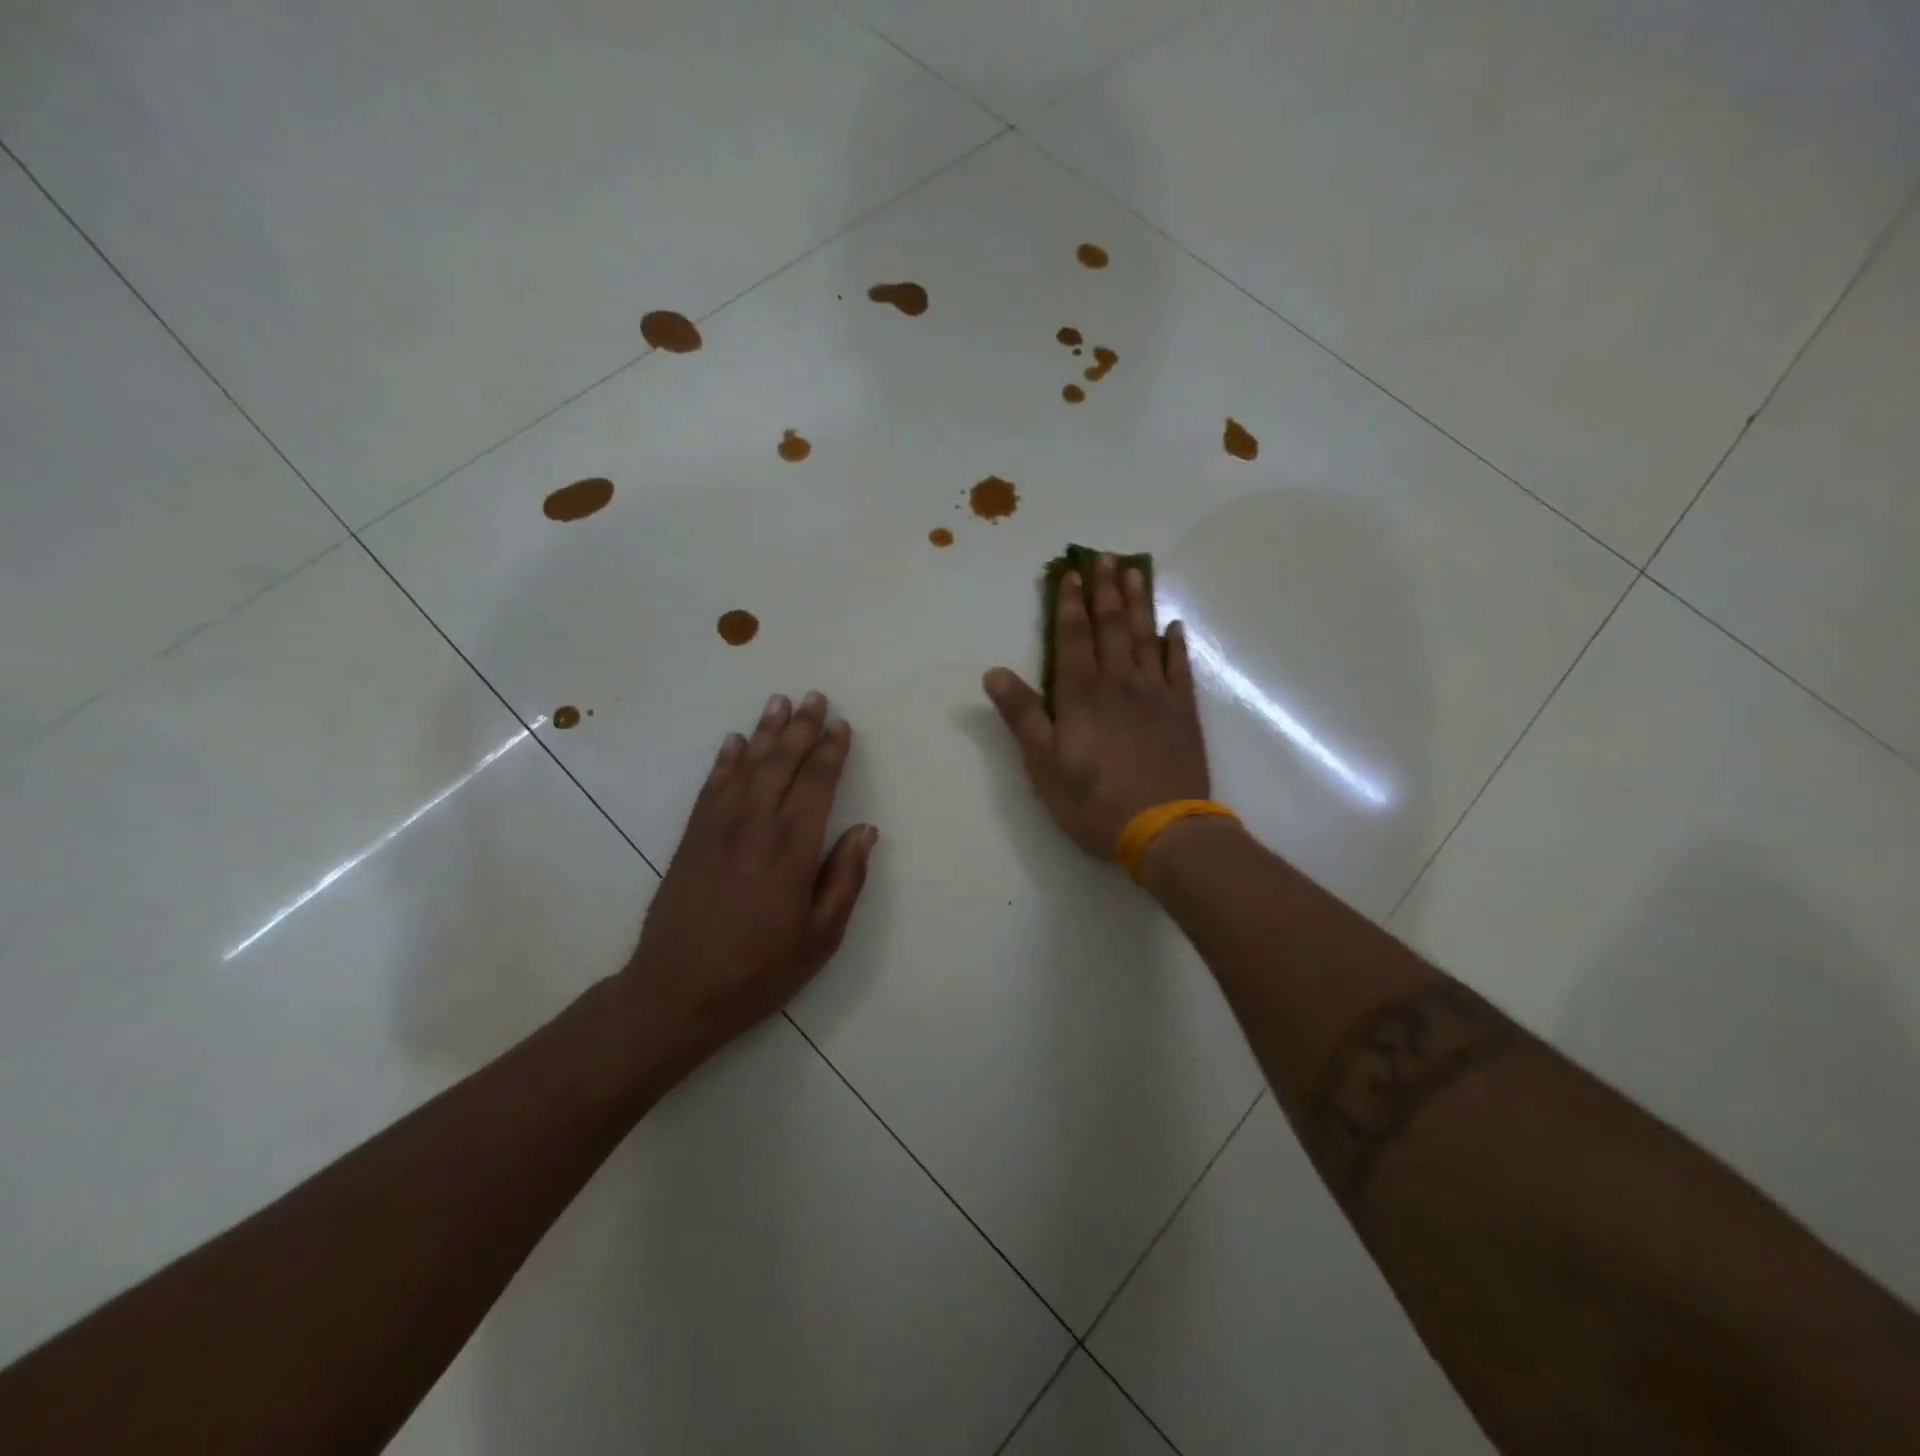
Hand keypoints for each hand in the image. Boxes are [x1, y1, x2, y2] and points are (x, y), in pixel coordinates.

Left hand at [621, 691, 877, 1066]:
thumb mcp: (820, 938)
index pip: (817, 785)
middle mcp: (755, 827)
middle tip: (814, 696)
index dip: (831, 752)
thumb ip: (845, 879)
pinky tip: (733, 742)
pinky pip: (710, 787)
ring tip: (778, 702)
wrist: (676, 993)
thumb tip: (866, 830)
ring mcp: (717, 829)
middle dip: (800, 728)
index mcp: (793, 850)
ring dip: (764, 732)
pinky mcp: (691, 839)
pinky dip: (724, 761)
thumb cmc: (759, 971)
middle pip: (781, 764)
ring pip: (746, 767)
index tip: (841, 725)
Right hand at [984, 552, 1210, 862]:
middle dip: (1106, 589)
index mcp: (1081, 694)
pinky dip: (1176, 644)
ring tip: (1137, 572)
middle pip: (1112, 626)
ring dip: (1140, 603)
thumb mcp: (1043, 765)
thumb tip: (994, 672)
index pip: (1073, 637)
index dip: (1070, 604)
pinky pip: (1180, 668)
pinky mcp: (1183, 712)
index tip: (1071, 573)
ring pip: (1146, 637)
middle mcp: (1120, 683)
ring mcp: (1156, 695)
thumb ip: (1022, 716)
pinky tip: (1174, 627)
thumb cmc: (1093, 801)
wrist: (1164, 830)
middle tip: (1107, 556)